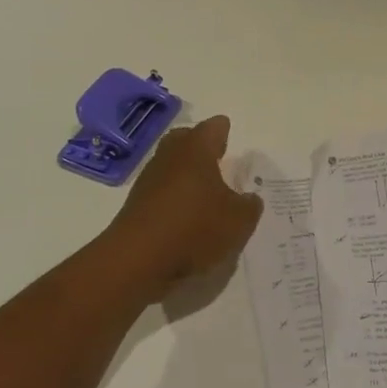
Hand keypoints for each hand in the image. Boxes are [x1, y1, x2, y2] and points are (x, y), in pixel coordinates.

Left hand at [106, 117, 263, 292]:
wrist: (137, 259)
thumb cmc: (194, 228)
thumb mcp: (238, 221)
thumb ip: (249, 206)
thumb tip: (249, 198)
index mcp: (196, 149)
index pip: (213, 128)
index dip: (224, 131)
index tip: (229, 137)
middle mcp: (170, 156)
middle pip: (185, 140)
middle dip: (200, 147)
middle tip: (217, 160)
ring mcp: (149, 180)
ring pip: (171, 166)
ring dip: (186, 174)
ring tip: (206, 193)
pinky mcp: (137, 204)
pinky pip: (161, 191)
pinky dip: (174, 197)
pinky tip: (187, 216)